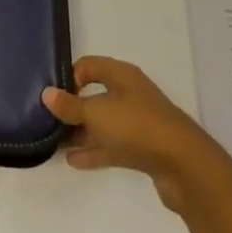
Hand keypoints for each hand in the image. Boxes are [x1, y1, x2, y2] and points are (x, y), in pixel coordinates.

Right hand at [42, 55, 230, 214]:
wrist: (185, 166)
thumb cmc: (136, 126)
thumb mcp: (96, 113)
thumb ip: (69, 106)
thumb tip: (46, 93)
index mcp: (121, 75)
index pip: (88, 66)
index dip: (69, 77)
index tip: (54, 96)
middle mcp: (130, 94)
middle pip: (96, 95)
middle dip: (73, 108)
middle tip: (49, 120)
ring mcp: (139, 123)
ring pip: (104, 123)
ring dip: (82, 132)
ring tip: (56, 142)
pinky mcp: (144, 149)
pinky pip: (113, 145)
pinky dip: (95, 151)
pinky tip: (74, 160)